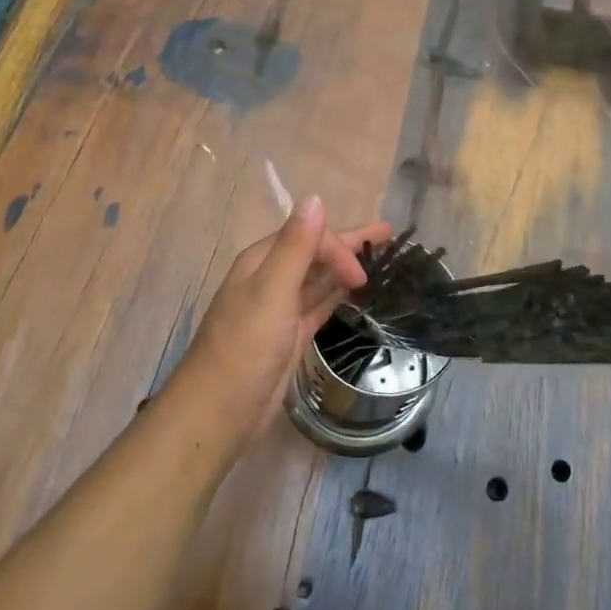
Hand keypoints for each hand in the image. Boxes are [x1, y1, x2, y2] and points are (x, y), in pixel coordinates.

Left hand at [170, 198, 391, 448]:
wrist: (220, 411)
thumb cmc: (244, 348)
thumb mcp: (271, 291)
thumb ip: (296, 246)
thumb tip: (315, 198)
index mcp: (261, 262)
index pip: (309, 237)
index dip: (339, 248)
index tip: (362, 276)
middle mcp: (270, 280)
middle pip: (315, 253)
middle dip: (349, 244)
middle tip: (389, 236)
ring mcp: (280, 310)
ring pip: (319, 280)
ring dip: (346, 269)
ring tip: (380, 263)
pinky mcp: (289, 336)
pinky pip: (319, 306)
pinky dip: (338, 297)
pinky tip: (357, 296)